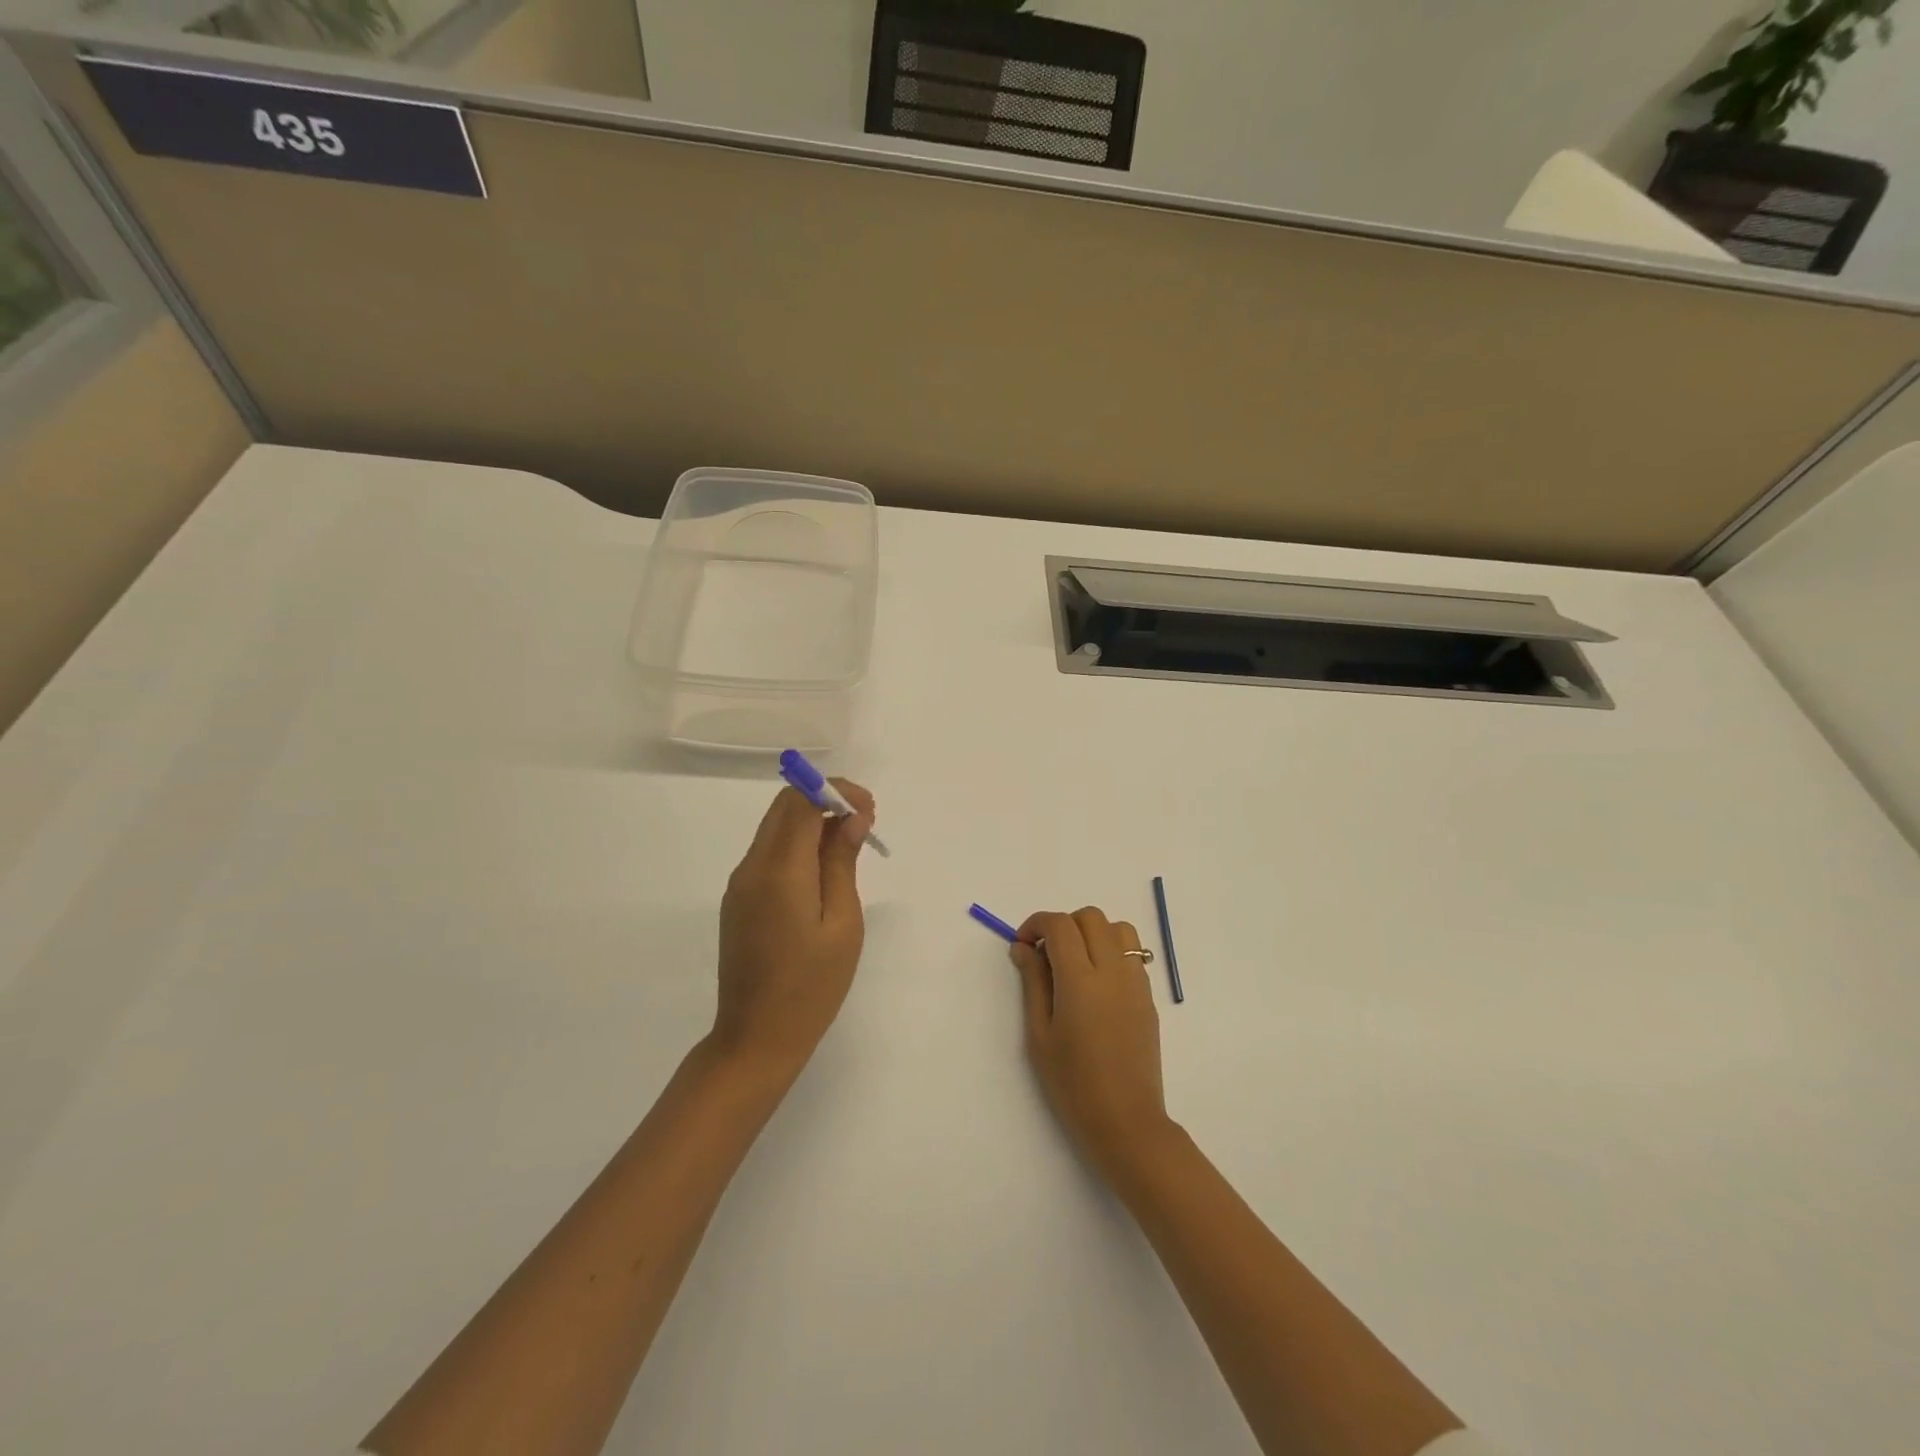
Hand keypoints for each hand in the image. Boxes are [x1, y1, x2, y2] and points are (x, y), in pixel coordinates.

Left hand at [710, 781, 875, 1080]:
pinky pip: (769, 853)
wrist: (756, 1039)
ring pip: (775, 827)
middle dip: (825, 799)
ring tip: (850, 847)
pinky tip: (824, 872)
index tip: (869, 812)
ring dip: (812, 821)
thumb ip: (842, 863)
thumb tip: (851, 817)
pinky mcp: (739, 899)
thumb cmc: (811, 986)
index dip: (837, 791)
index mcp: (779, 870)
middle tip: (864, 823)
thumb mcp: (842, 923)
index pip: (801, 800)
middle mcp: (752, 867)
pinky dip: (798, 845)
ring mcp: (740, 883)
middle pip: (784, 806)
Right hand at [1010, 907, 1170, 1176]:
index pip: (1060, 925)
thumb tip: (1023, 947)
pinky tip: (1097, 983)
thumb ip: (1033, 982)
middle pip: (1089, 917)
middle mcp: (1112, 971)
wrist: (1126, 1120)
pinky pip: (1132, 952)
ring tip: (1075, 962)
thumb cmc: (1072, 1084)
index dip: (1036, 924)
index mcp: (1080, 980)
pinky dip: (1111, 950)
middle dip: (1063, 925)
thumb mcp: (1040, 1034)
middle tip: (1046, 955)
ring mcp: (1136, 981)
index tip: (1022, 945)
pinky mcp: (1148, 995)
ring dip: (1092, 932)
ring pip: (1117, 927)